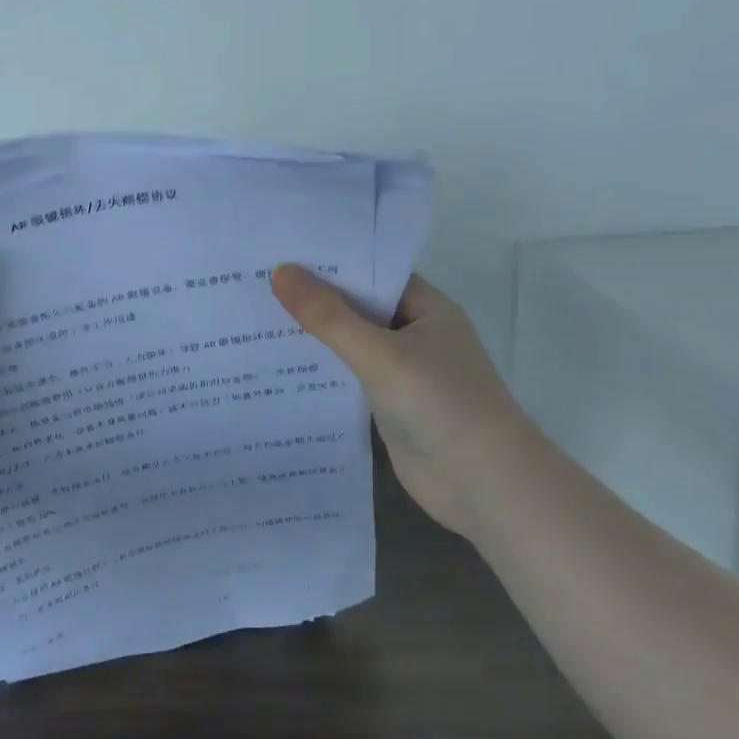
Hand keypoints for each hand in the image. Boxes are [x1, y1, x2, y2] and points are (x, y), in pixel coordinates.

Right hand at [271, 265, 527, 534]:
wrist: (484, 486)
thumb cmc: (441, 404)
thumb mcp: (380, 354)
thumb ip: (329, 316)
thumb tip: (280, 272)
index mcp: (426, 309)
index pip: (372, 273)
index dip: (329, 262)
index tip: (279, 252)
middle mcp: (416, 334)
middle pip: (358, 308)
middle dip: (313, 299)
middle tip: (254, 283)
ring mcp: (403, 372)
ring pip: (351, 345)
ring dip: (314, 338)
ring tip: (254, 319)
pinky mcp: (390, 406)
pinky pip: (349, 379)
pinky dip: (321, 372)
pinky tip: (278, 368)